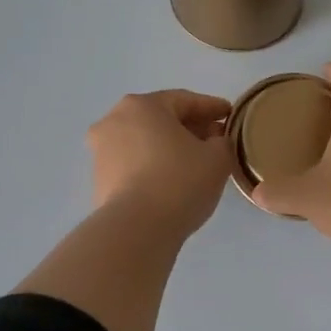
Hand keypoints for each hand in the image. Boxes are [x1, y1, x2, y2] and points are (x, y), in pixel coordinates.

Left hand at [87, 89, 233, 239]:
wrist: (136, 229)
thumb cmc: (180, 182)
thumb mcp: (217, 158)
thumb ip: (222, 142)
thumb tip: (215, 141)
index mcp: (142, 105)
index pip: (185, 100)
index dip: (212, 108)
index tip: (231, 116)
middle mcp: (114, 120)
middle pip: (161, 118)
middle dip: (190, 127)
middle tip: (216, 139)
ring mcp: (101, 150)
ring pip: (145, 141)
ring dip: (170, 147)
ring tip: (196, 162)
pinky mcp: (99, 178)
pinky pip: (133, 163)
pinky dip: (153, 165)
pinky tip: (173, 180)